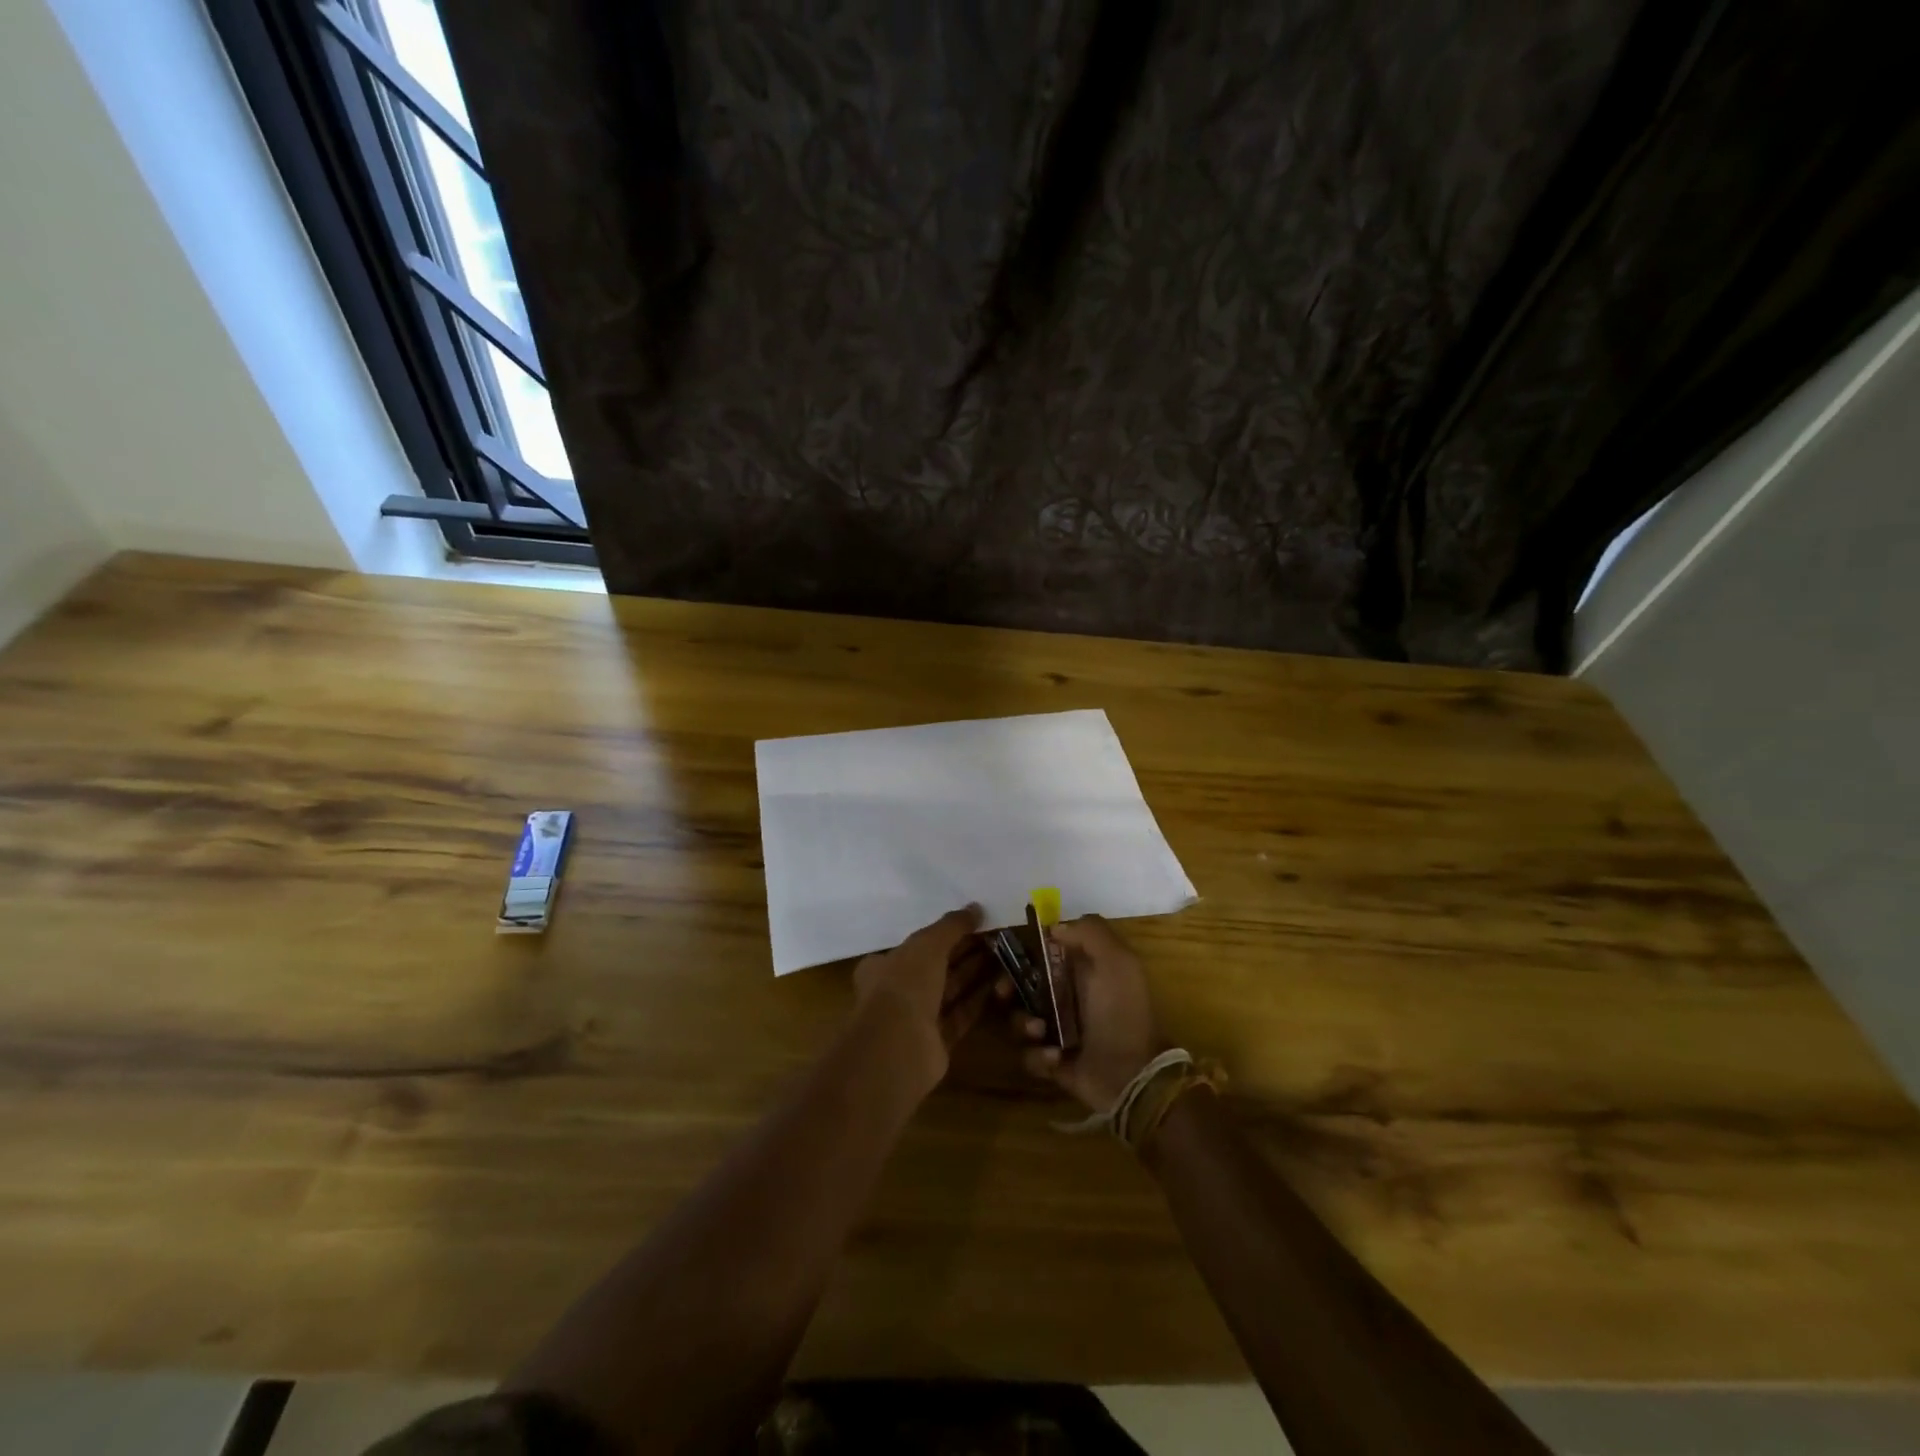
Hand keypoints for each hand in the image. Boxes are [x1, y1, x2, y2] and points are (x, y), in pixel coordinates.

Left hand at [852, 905, 991, 1091]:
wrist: (899, 1046)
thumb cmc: (905, 984)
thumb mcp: (928, 944)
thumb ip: (952, 925)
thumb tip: (976, 907)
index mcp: (884, 965)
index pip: (916, 945)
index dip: (944, 934)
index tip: (973, 924)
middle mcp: (897, 991)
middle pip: (936, 967)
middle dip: (964, 952)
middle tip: (996, 938)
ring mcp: (916, 1019)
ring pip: (950, 991)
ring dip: (974, 974)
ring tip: (1004, 956)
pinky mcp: (937, 1042)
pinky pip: (960, 1016)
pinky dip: (978, 1001)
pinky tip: (1000, 985)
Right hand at [1006, 915, 1164, 1110]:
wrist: (1133, 1074)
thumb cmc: (1122, 1011)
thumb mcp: (1118, 961)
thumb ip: (1090, 932)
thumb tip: (1054, 928)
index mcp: (1078, 970)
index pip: (1039, 952)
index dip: (1021, 951)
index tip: (1008, 954)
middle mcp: (1063, 996)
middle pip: (1019, 984)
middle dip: (1007, 987)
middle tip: (1004, 993)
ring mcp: (1055, 1030)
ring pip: (1018, 1019)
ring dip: (1023, 1023)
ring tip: (1041, 1032)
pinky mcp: (1051, 1062)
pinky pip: (1028, 1055)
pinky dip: (1038, 1056)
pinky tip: (1056, 1057)